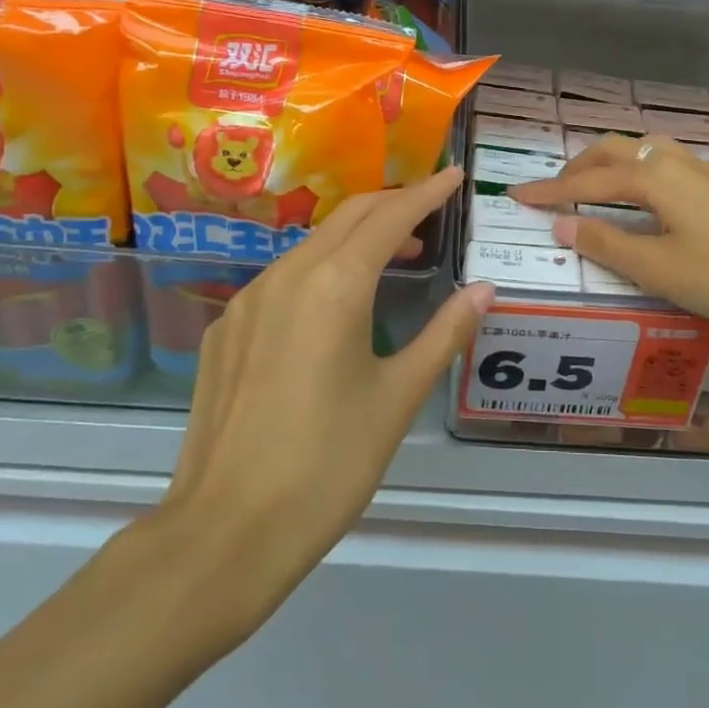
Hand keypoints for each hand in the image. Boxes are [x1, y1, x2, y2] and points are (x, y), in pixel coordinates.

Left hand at [153, 167, 492, 646]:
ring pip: (312, 244)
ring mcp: (248, 300)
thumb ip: (444, 334)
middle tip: (430, 210)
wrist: (224, 532)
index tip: (454, 175)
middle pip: (348, 217)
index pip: (390, 217)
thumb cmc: (328, 464)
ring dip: (356, 237)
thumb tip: (484, 289)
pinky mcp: (224, 330)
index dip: (427, 192)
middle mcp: (287, 275)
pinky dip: (320, 269)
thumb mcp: (398, 398)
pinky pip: (281, 278)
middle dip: (392, 204)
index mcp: (335, 284)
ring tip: (393, 256)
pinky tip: (333, 305)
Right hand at [511, 134, 708, 377]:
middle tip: (552, 192)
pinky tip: (645, 197)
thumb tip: (561, 222)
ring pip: (641, 153)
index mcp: (653, 179)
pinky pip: (663, 164)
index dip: (550, 190)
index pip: (587, 181)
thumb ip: (608, 243)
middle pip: (613, 151)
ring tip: (592, 190)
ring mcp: (702, 171)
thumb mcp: (662, 269)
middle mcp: (674, 163)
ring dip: (608, 165)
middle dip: (577, 168)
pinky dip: (636, 172)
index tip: (517, 196)